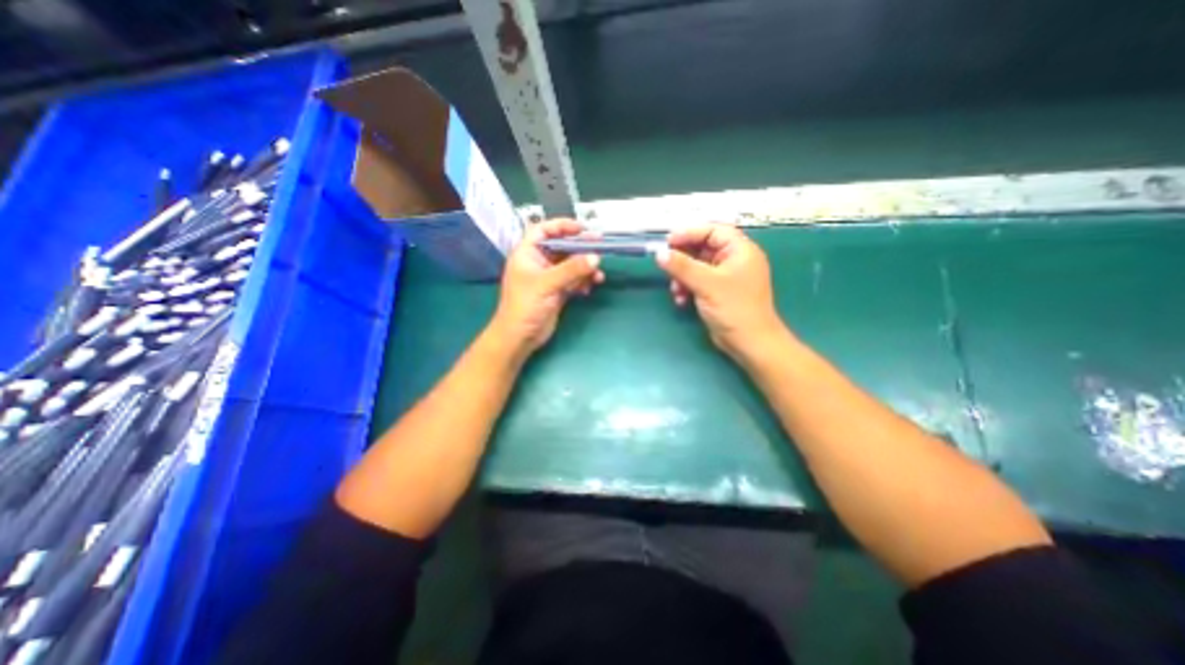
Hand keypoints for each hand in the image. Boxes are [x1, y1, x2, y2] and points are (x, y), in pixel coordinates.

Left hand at [487, 217, 604, 359]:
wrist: (520, 337)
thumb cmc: (525, 306)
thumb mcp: (547, 284)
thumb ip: (571, 270)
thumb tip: (595, 258)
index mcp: (527, 253)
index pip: (543, 230)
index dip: (561, 226)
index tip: (582, 229)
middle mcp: (538, 262)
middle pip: (561, 247)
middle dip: (580, 248)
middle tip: (599, 247)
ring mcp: (548, 278)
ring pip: (570, 265)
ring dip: (585, 268)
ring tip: (598, 274)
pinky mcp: (557, 292)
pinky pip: (573, 281)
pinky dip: (582, 282)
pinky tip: (590, 286)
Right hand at [658, 223, 784, 358]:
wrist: (749, 342)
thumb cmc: (734, 308)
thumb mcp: (706, 284)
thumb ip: (682, 266)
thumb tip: (660, 253)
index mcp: (740, 250)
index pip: (713, 230)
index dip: (690, 233)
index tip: (668, 242)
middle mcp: (734, 260)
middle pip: (703, 248)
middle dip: (683, 259)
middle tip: (666, 265)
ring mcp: (726, 277)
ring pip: (697, 267)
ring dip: (682, 276)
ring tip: (675, 290)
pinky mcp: (718, 292)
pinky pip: (698, 282)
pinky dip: (688, 288)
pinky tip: (681, 300)